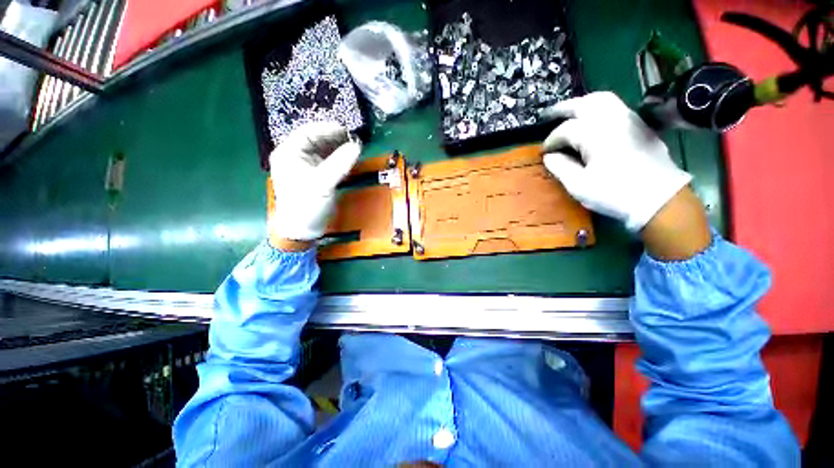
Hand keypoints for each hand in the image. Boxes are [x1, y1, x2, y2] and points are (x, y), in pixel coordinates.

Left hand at [269, 122, 360, 247]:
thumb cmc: (307, 205)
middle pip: (315, 139)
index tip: (347, 130)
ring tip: (353, 146)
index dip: (327, 129)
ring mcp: (305, 165)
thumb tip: (357, 145)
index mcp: (288, 153)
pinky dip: (338, 158)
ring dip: (338, 147)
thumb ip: (340, 163)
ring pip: (322, 149)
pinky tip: (348, 157)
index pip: (307, 132)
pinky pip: (327, 160)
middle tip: (353, 138)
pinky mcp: (314, 175)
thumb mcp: (323, 183)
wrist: (303, 229)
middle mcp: (295, 156)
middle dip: (334, 137)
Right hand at [542, 92, 708, 259]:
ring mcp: (629, 119)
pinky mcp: (640, 125)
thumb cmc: (614, 193)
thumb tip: (550, 157)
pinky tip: (592, 121)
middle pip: (584, 103)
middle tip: (548, 115)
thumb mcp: (579, 185)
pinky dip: (599, 109)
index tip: (544, 152)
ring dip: (582, 104)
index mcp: (594, 134)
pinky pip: (616, 107)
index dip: (551, 140)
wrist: (659, 198)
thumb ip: (561, 168)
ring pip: (602, 100)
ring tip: (570, 113)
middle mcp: (612, 119)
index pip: (565, 130)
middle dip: (564, 109)